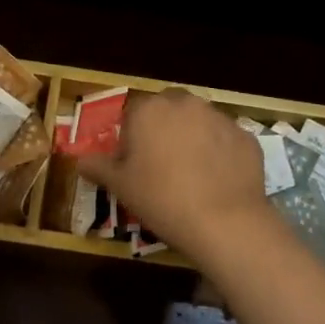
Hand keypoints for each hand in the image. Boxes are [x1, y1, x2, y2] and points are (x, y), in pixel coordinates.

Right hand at [78, 88, 270, 264]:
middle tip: (162, 167)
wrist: (224, 220)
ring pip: (199, 122)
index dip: (132, 139)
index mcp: (150, 109)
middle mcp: (185, 103)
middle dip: (164, 131)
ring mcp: (219, 116)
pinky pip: (225, 140)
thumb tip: (79, 159)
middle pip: (168, 111)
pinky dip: (220, 154)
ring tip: (192, 176)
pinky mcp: (245, 135)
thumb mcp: (121, 186)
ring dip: (193, 139)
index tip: (135, 166)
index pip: (133, 114)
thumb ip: (98, 167)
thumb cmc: (162, 199)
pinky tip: (218, 182)